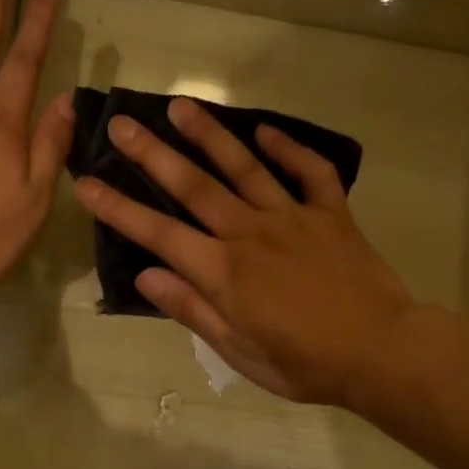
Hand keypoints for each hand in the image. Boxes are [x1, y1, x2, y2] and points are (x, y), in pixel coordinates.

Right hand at [73, 98, 415, 405]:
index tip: (86, 181)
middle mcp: (251, 233)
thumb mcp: (239, 352)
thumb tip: (144, 275)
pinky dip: (288, 148)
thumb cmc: (305, 363)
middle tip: (122, 124)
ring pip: (244, 167)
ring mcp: (293, 217)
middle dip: (153, 154)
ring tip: (181, 105)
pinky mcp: (330, 213)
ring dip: (210, 135)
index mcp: (224, 271)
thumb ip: (192, 309)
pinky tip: (265, 129)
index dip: (118, 208)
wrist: (382, 352)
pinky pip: (310, 171)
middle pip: (194, 186)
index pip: (158, 233)